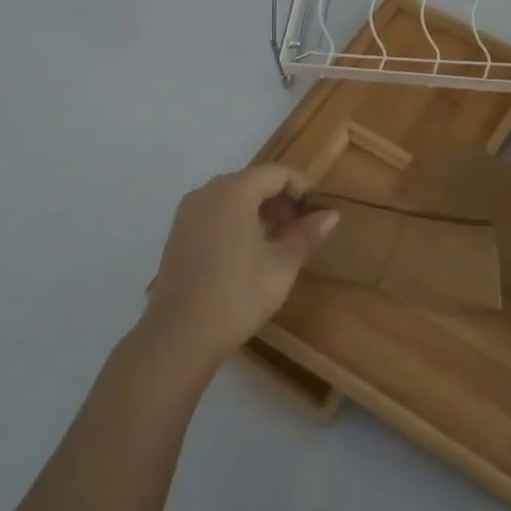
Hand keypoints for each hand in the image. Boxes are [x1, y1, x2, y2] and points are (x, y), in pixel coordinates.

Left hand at [143, 165, 338, 368]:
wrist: (178, 337)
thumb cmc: (237, 295)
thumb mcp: (282, 265)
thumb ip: (306, 234)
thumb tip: (331, 215)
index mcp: (233, 191)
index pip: (277, 173)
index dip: (302, 188)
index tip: (319, 212)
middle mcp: (207, 192)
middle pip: (253, 182)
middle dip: (282, 201)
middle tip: (303, 230)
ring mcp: (188, 214)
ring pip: (233, 199)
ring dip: (260, 213)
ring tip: (280, 243)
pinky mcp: (178, 235)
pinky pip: (215, 214)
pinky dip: (237, 223)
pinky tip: (250, 253)